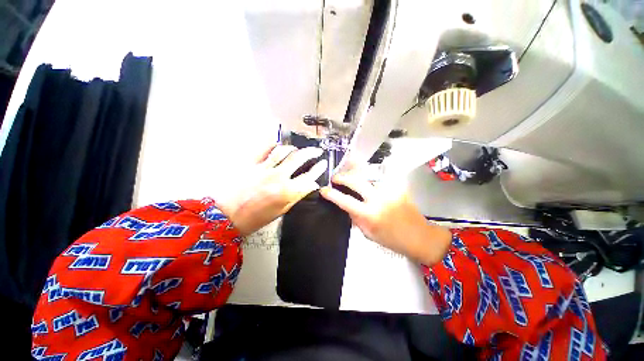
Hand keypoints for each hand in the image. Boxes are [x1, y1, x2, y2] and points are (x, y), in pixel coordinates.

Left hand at [216, 145, 326, 235]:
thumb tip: (311, 185)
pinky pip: (264, 149)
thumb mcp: (282, 211)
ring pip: (283, 151)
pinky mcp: (251, 164)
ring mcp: (264, 168)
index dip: (319, 169)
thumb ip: (297, 196)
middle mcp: (278, 176)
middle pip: (299, 158)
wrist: (226, 217)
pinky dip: (273, 144)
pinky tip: (278, 144)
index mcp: (287, 191)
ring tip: (298, 149)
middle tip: (317, 150)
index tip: (323, 163)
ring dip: (294, 148)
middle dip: (311, 152)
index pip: (309, 176)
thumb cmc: (256, 218)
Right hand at [320, 169, 451, 265]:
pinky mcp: (398, 186)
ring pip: (368, 176)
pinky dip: (370, 177)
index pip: (345, 201)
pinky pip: (380, 178)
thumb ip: (355, 217)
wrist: (419, 236)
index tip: (324, 190)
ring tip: (348, 176)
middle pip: (355, 181)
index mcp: (370, 215)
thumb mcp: (368, 233)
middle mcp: (379, 199)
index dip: (332, 194)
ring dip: (355, 175)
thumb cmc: (392, 239)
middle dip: (342, 177)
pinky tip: (366, 179)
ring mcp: (389, 190)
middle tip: (335, 178)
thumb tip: (346, 205)